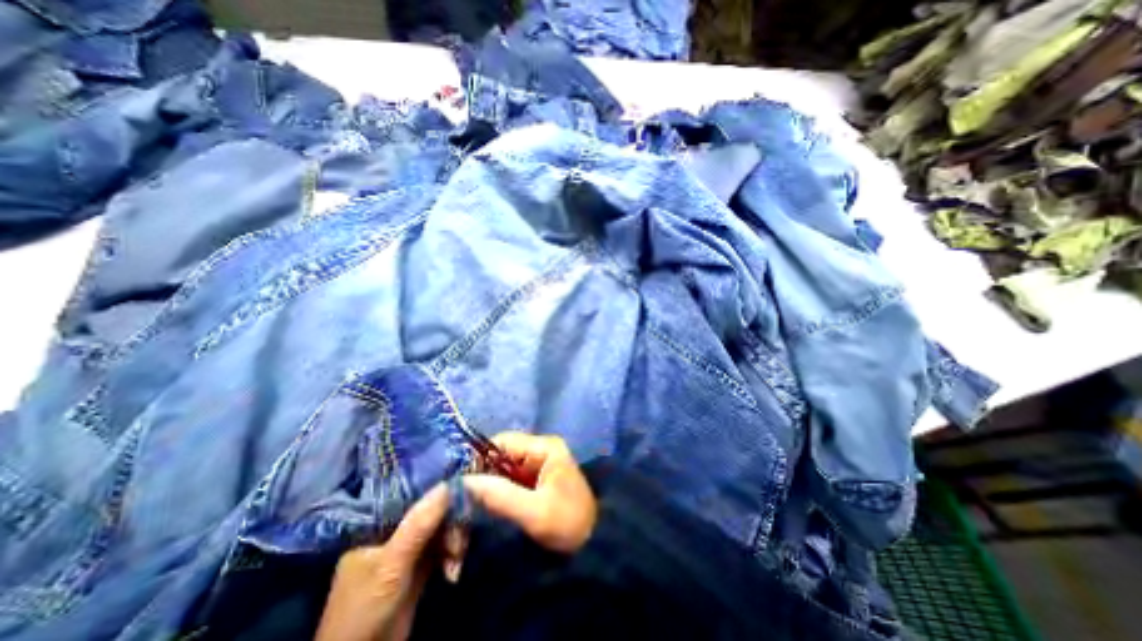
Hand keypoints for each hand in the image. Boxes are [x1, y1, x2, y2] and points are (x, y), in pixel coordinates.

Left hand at [315, 486, 462, 639]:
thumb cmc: (366, 608)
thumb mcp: (392, 563)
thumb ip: (419, 524)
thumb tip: (449, 484)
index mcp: (377, 521)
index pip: (412, 492)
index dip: (439, 487)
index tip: (464, 486)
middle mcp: (394, 528)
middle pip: (431, 509)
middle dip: (451, 522)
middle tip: (461, 539)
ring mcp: (407, 546)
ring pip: (440, 527)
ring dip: (454, 540)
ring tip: (457, 559)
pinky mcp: (419, 563)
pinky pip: (442, 546)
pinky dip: (452, 554)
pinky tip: (454, 569)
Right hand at [461, 432, 597, 553]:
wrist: (595, 542)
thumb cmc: (568, 523)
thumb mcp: (535, 512)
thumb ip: (500, 496)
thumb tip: (464, 481)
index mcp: (545, 447)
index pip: (504, 442)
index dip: (481, 457)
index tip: (462, 480)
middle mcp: (541, 450)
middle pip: (503, 453)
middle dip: (484, 472)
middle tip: (464, 494)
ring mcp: (539, 464)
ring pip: (505, 467)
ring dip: (490, 482)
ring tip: (472, 500)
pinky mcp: (537, 479)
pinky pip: (511, 479)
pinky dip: (499, 489)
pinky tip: (488, 503)